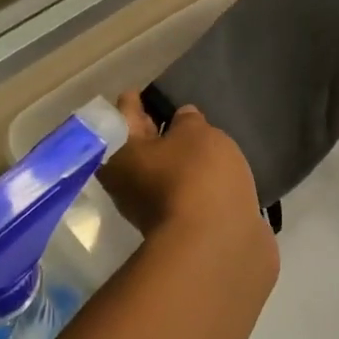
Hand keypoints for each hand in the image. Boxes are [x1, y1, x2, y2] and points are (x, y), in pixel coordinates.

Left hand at [100, 93, 276, 276]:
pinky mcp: (181, 228)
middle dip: (154, 130)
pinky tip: (214, 172)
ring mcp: (152, 209)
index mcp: (120, 153)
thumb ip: (189, 121)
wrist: (218, 247)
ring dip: (176, 159)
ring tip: (201, 141)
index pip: (123, 114)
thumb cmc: (198, 177)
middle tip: (176, 113)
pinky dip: (194, 182)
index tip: (144, 91)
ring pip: (162, 173)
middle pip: (139, 147)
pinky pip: (185, 194)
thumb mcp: (197, 134)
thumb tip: (181, 119)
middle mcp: (127, 182)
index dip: (135, 100)